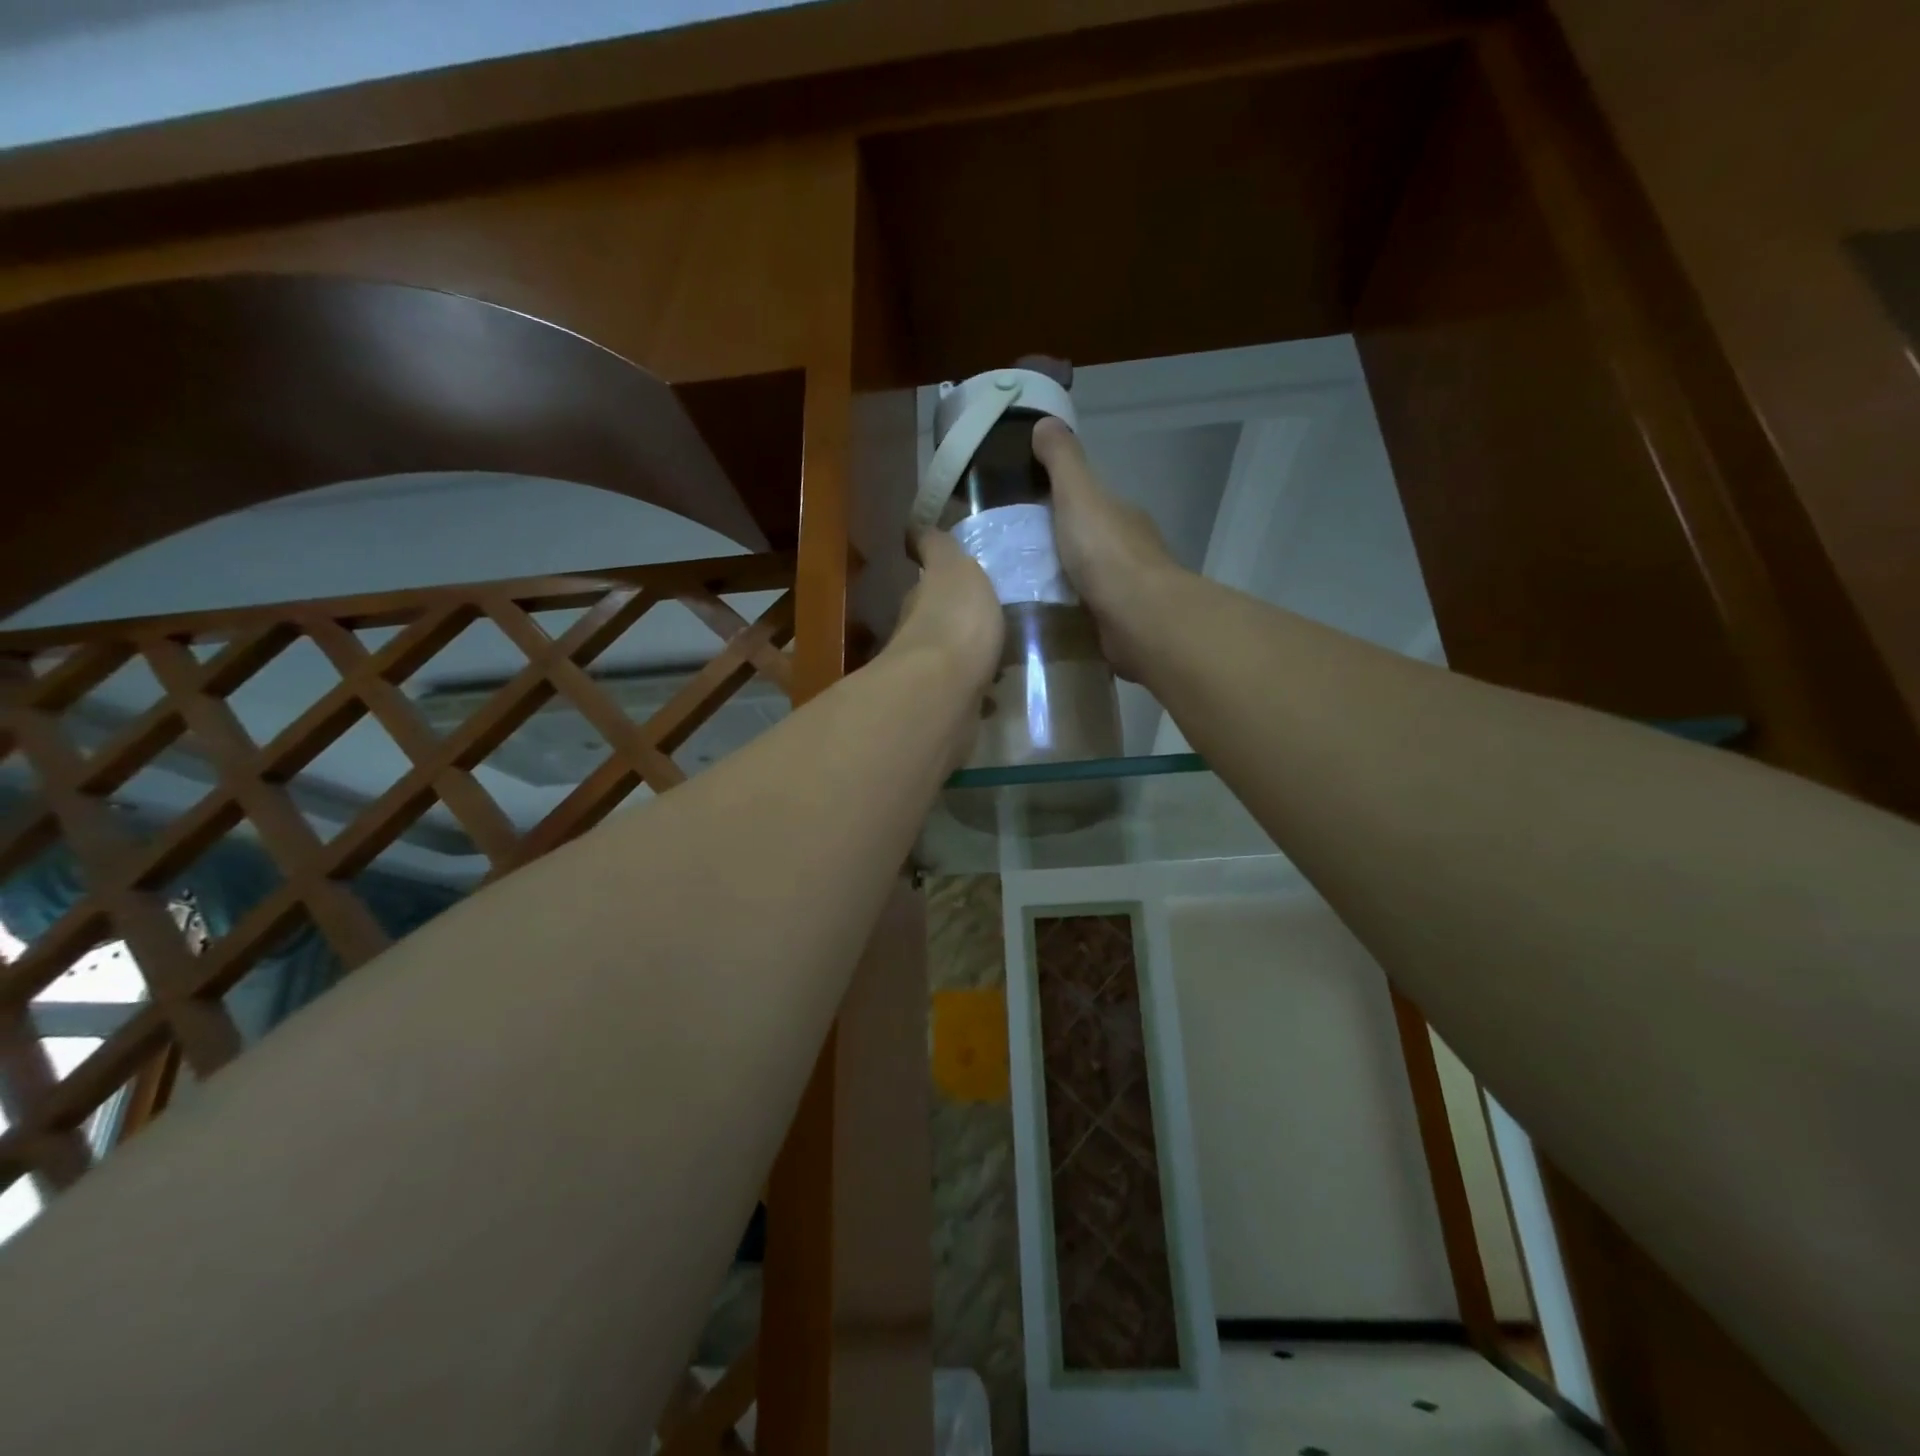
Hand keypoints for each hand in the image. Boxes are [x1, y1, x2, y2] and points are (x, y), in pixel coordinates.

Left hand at [887, 527, 1004, 691]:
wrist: (945, 690)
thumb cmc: (953, 620)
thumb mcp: (953, 567)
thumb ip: (939, 548)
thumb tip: (914, 528)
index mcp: (920, 600)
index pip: (927, 584)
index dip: (938, 580)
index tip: (955, 578)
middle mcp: (917, 637)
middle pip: (936, 623)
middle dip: (955, 621)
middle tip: (987, 620)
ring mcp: (931, 677)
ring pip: (951, 660)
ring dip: (968, 658)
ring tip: (999, 658)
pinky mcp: (947, 709)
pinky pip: (966, 694)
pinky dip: (978, 692)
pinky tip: (997, 695)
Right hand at [1033, 416, 1181, 678]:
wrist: (1138, 617)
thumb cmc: (1106, 552)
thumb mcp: (1078, 495)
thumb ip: (1062, 461)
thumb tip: (1045, 422)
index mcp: (1120, 515)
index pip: (1089, 502)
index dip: (1060, 501)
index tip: (1025, 512)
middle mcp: (1128, 549)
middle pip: (1088, 540)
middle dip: (1058, 545)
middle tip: (1012, 555)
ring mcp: (1126, 590)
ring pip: (1088, 578)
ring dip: (1063, 581)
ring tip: (1020, 589)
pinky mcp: (1120, 624)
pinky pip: (1087, 612)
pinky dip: (1069, 611)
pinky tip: (1044, 617)